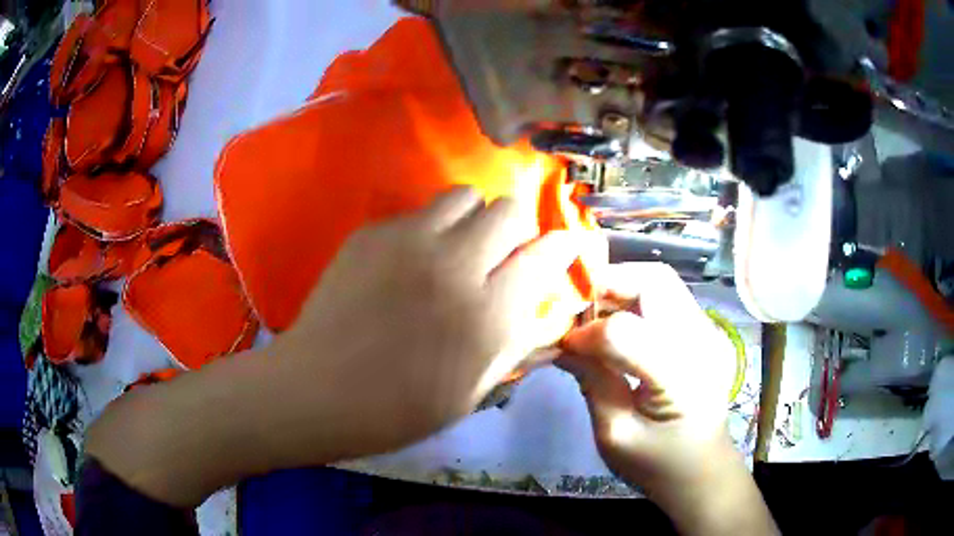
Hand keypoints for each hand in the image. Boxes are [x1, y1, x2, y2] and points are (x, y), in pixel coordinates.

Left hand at [275, 186, 587, 458]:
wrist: (316, 390)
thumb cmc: (397, 409)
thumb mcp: (472, 393)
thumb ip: (517, 345)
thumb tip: (549, 311)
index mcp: (486, 315)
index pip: (546, 255)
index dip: (562, 246)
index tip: (560, 249)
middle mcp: (454, 265)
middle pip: (509, 209)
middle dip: (517, 228)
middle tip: (503, 256)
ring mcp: (408, 241)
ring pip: (464, 195)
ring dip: (474, 218)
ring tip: (459, 249)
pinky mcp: (372, 233)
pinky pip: (418, 212)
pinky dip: (429, 229)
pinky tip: (409, 262)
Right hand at [560, 263, 776, 535]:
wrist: (703, 471)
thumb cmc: (657, 464)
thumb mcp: (614, 434)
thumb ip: (591, 381)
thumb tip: (559, 341)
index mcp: (679, 379)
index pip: (624, 331)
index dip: (586, 332)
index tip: (562, 344)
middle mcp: (701, 343)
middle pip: (653, 281)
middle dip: (607, 284)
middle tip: (575, 306)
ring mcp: (708, 333)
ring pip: (661, 281)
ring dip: (621, 287)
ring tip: (593, 313)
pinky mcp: (705, 332)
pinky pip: (667, 296)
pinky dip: (636, 298)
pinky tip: (617, 323)